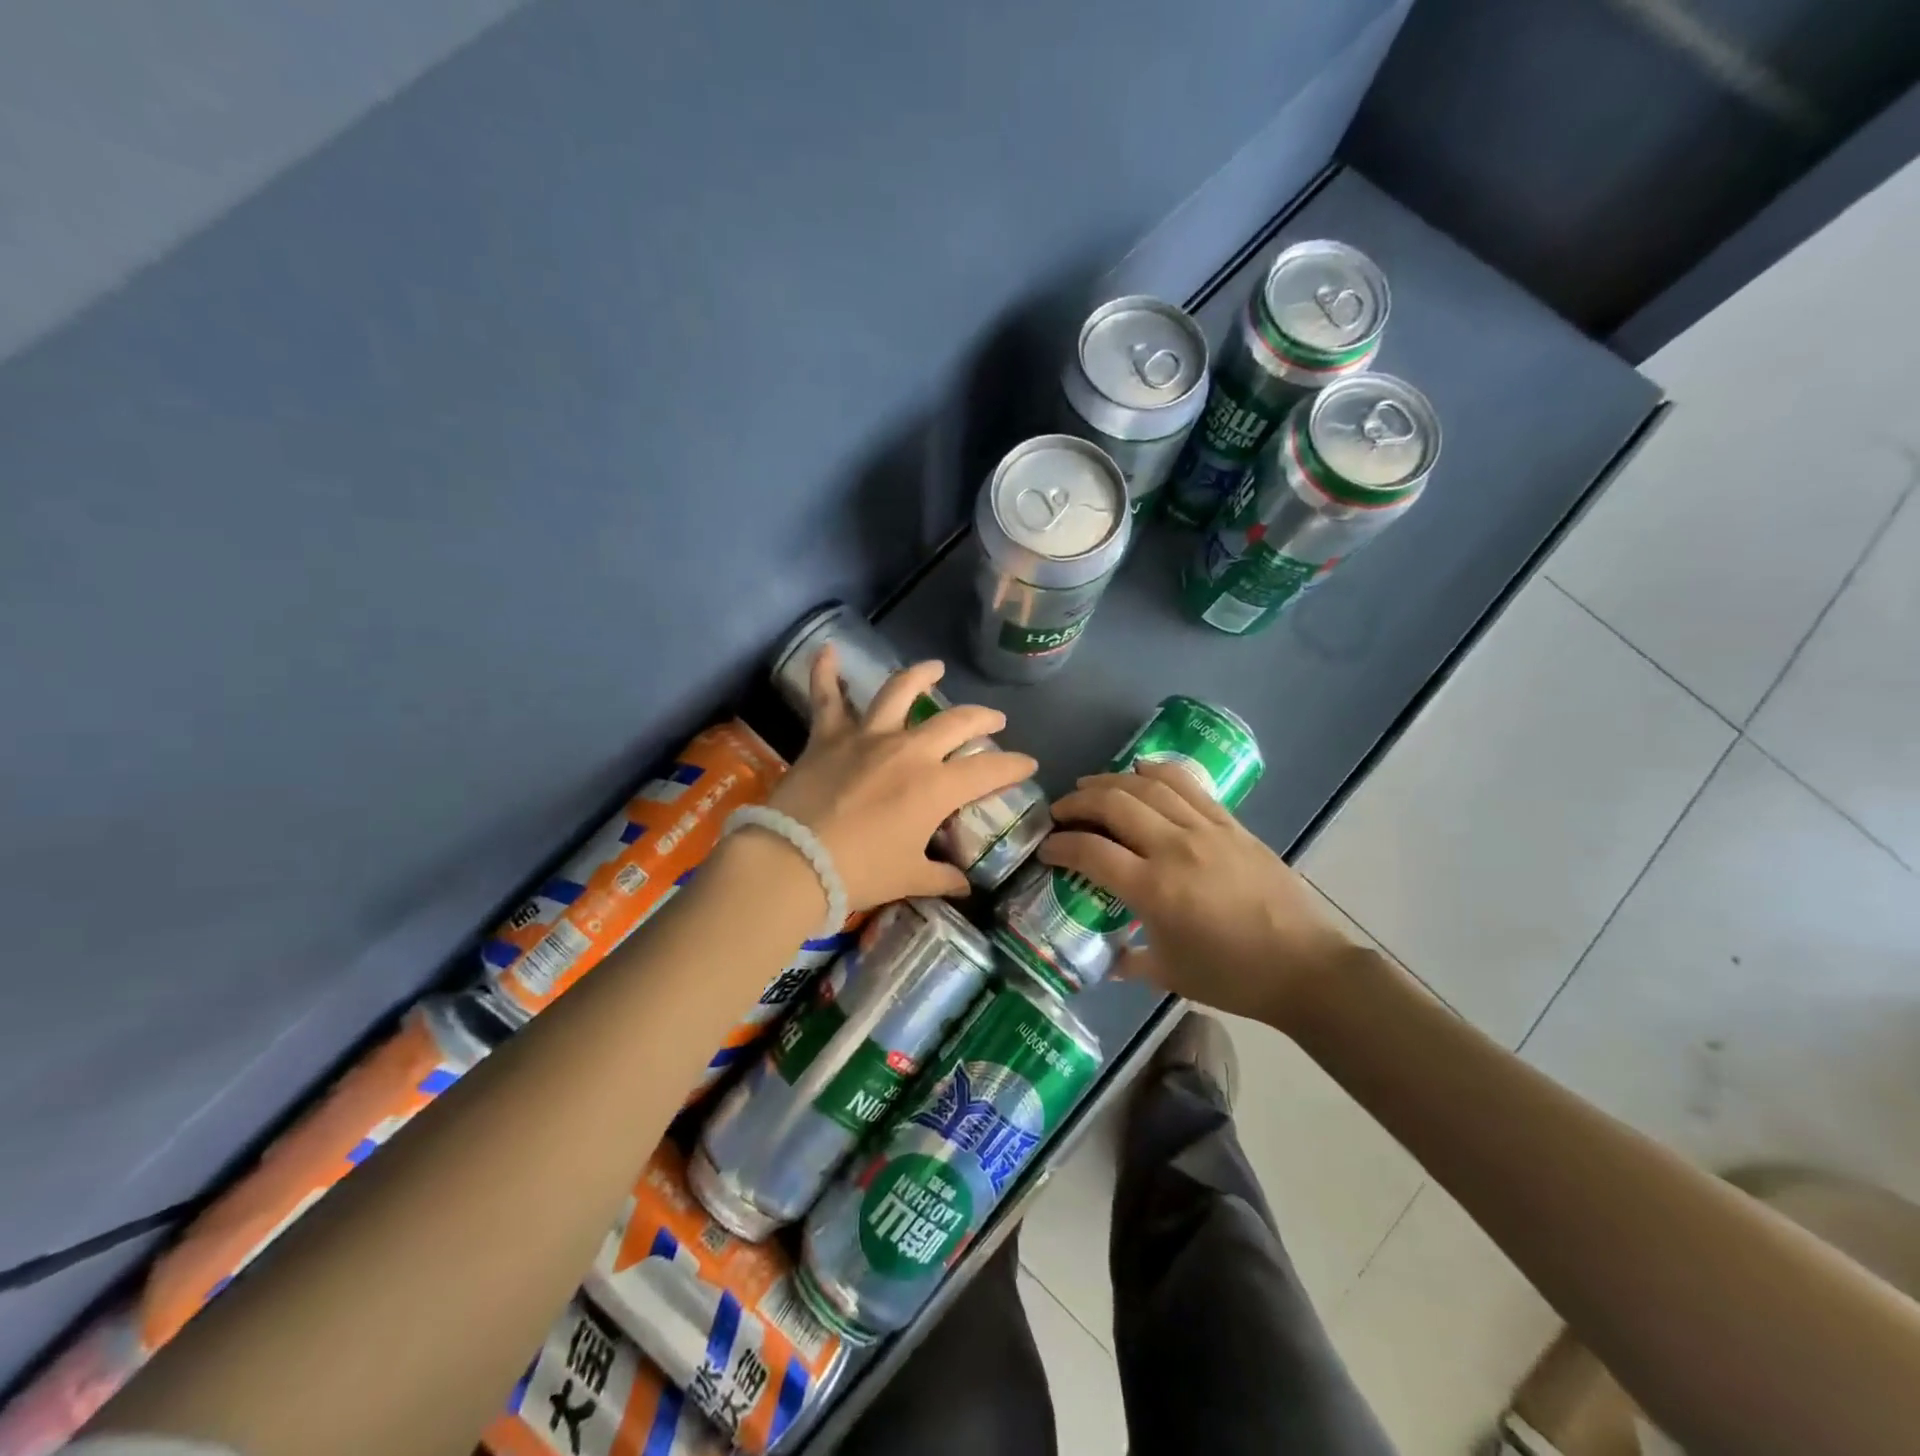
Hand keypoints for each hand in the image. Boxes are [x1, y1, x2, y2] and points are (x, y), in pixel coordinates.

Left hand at [763, 646, 1037, 908]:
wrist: (794, 862)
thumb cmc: (859, 873)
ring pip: (899, 691)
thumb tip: (964, 885)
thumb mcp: (908, 878)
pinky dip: (826, 672)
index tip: (1028, 764)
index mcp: (936, 787)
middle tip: (994, 719)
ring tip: (935, 668)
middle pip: (955, 721)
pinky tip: (828, 651)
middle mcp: (909, 751)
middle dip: (982, 718)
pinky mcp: (828, 737)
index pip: (990, 770)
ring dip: (921, 676)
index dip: (1014, 766)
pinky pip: (827, 697)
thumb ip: (942, 878)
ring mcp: (867, 737)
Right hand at [1038, 762, 1362, 1028]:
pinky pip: (1188, 784)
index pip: (1090, 851)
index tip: (1046, 848)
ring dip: (1111, 780)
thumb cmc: (1233, 977)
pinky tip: (1141, 771)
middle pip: (1113, 803)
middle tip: (1061, 811)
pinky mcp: (1230, 824)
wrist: (1305, 967)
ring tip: (1092, 786)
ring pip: (1147, 785)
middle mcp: (1174, 848)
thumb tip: (1106, 958)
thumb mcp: (1169, 974)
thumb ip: (1129, 961)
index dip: (1059, 845)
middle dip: (1077, 802)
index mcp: (1153, 889)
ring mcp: (1205, 830)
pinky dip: (1158, 771)